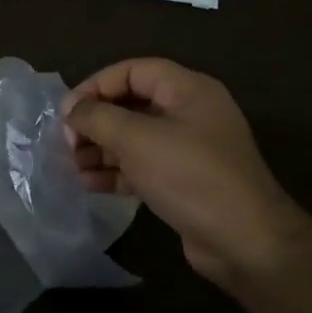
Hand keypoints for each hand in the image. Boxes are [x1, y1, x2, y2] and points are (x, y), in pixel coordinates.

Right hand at [63, 58, 311, 288]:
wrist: (244, 241)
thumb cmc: (190, 176)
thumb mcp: (137, 140)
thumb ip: (97, 117)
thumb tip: (71, 110)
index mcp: (188, 90)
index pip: (133, 71)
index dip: (96, 85)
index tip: (68, 112)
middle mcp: (189, 113)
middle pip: (130, 104)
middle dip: (95, 122)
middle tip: (67, 142)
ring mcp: (187, 149)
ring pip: (132, 138)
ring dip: (100, 149)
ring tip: (72, 166)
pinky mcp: (182, 181)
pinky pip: (141, 166)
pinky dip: (115, 171)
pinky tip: (89, 183)